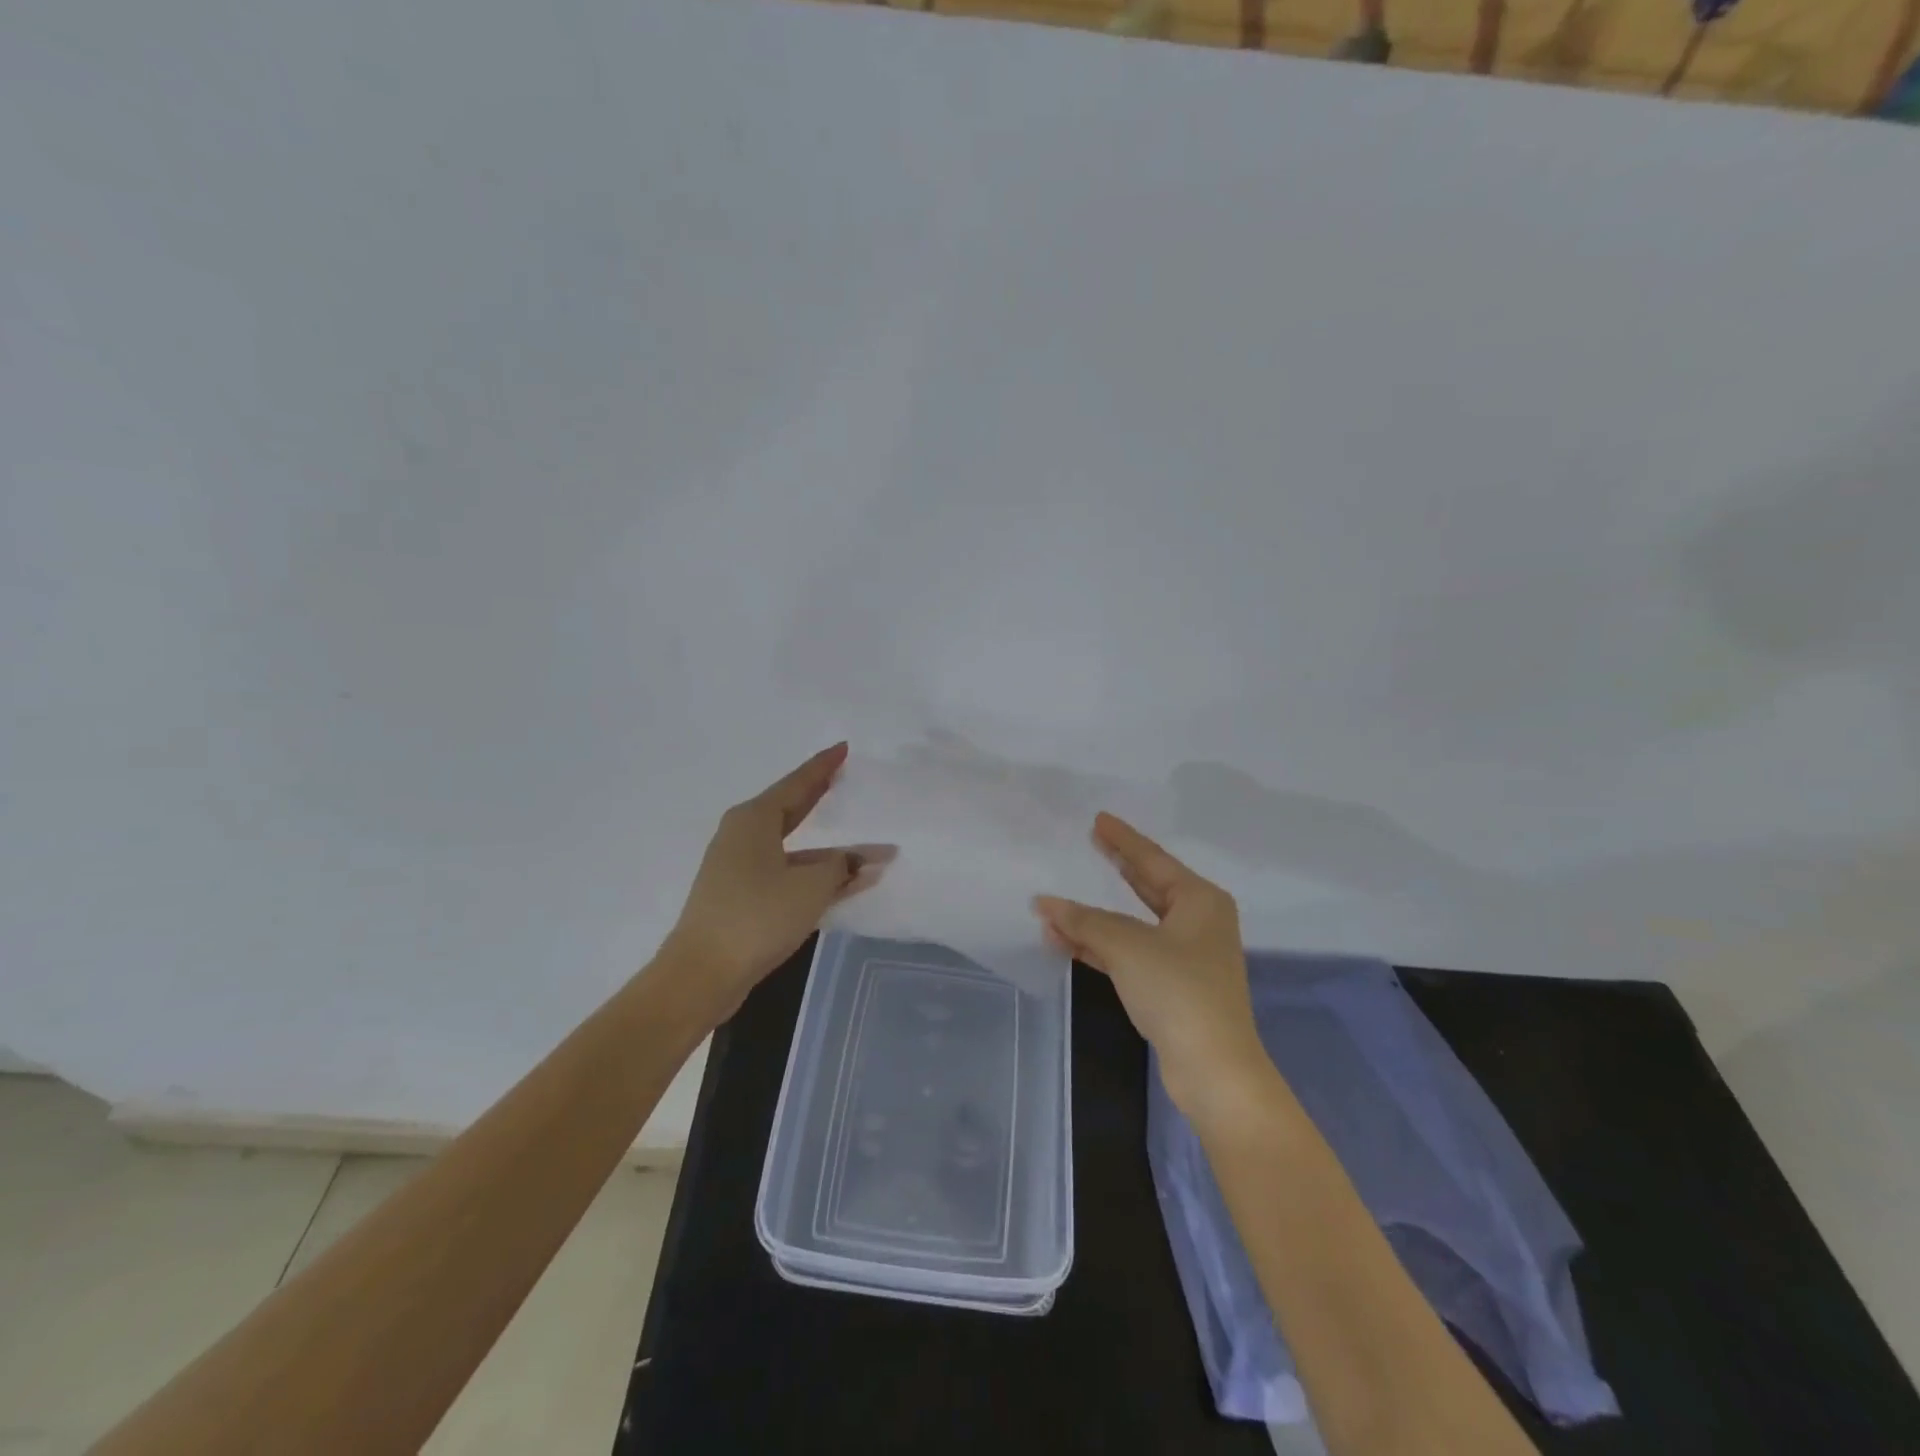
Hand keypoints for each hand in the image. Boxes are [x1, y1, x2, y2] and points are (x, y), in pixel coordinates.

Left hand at [665, 743, 888, 1022]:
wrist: (701, 974)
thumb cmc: (757, 916)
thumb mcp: (810, 887)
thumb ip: (843, 866)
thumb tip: (866, 858)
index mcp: (754, 820)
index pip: (797, 783)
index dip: (823, 766)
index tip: (843, 748)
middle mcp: (742, 836)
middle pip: (791, 808)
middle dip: (819, 795)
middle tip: (843, 777)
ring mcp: (738, 867)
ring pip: (792, 846)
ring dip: (827, 850)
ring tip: (864, 845)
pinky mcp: (740, 897)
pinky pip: (786, 872)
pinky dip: (813, 873)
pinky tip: (842, 881)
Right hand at [1034, 813, 1268, 1119]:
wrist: (1214, 1069)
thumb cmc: (1178, 991)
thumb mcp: (1128, 947)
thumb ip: (1085, 922)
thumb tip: (1046, 904)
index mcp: (1199, 900)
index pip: (1152, 859)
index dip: (1123, 839)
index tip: (1099, 819)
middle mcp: (1197, 921)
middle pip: (1147, 886)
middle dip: (1116, 869)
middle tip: (1091, 843)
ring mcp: (1186, 955)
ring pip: (1133, 924)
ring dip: (1096, 918)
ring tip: (1058, 902)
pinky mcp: (1172, 986)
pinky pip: (1130, 952)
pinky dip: (1101, 947)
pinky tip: (1066, 941)